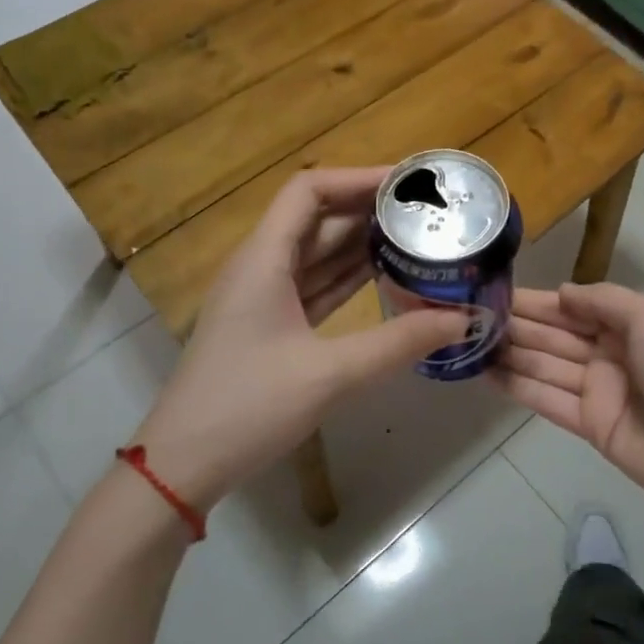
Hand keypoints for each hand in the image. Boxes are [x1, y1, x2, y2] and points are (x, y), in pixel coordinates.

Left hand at [132, 168, 469, 512]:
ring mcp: (262, 298)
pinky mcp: (269, 326)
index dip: (357, 178)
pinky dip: (347, 277)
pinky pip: (314, 285)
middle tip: (423, 212)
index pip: (309, 191)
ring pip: (316, 253)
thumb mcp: (329, 374)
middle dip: (368, 210)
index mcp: (263, 259)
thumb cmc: (247, 407)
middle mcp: (260, 267)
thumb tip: (461, 319)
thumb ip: (397, 343)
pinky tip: (384, 278)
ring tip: (415, 237)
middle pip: (316, 218)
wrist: (182, 464)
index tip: (407, 184)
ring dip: (360, 243)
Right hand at [493, 283, 643, 553]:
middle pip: (555, 334)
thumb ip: (603, 300)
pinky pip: (547, 399)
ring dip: (510, 353)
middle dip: (517, 324)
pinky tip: (486, 374)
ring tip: (468, 342)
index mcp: (630, 325)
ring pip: (545, 365)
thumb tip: (561, 293)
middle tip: (469, 315)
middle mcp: (610, 353)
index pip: (573, 307)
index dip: (538, 300)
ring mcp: (598, 391)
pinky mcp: (588, 425)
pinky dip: (518, 386)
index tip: (496, 291)